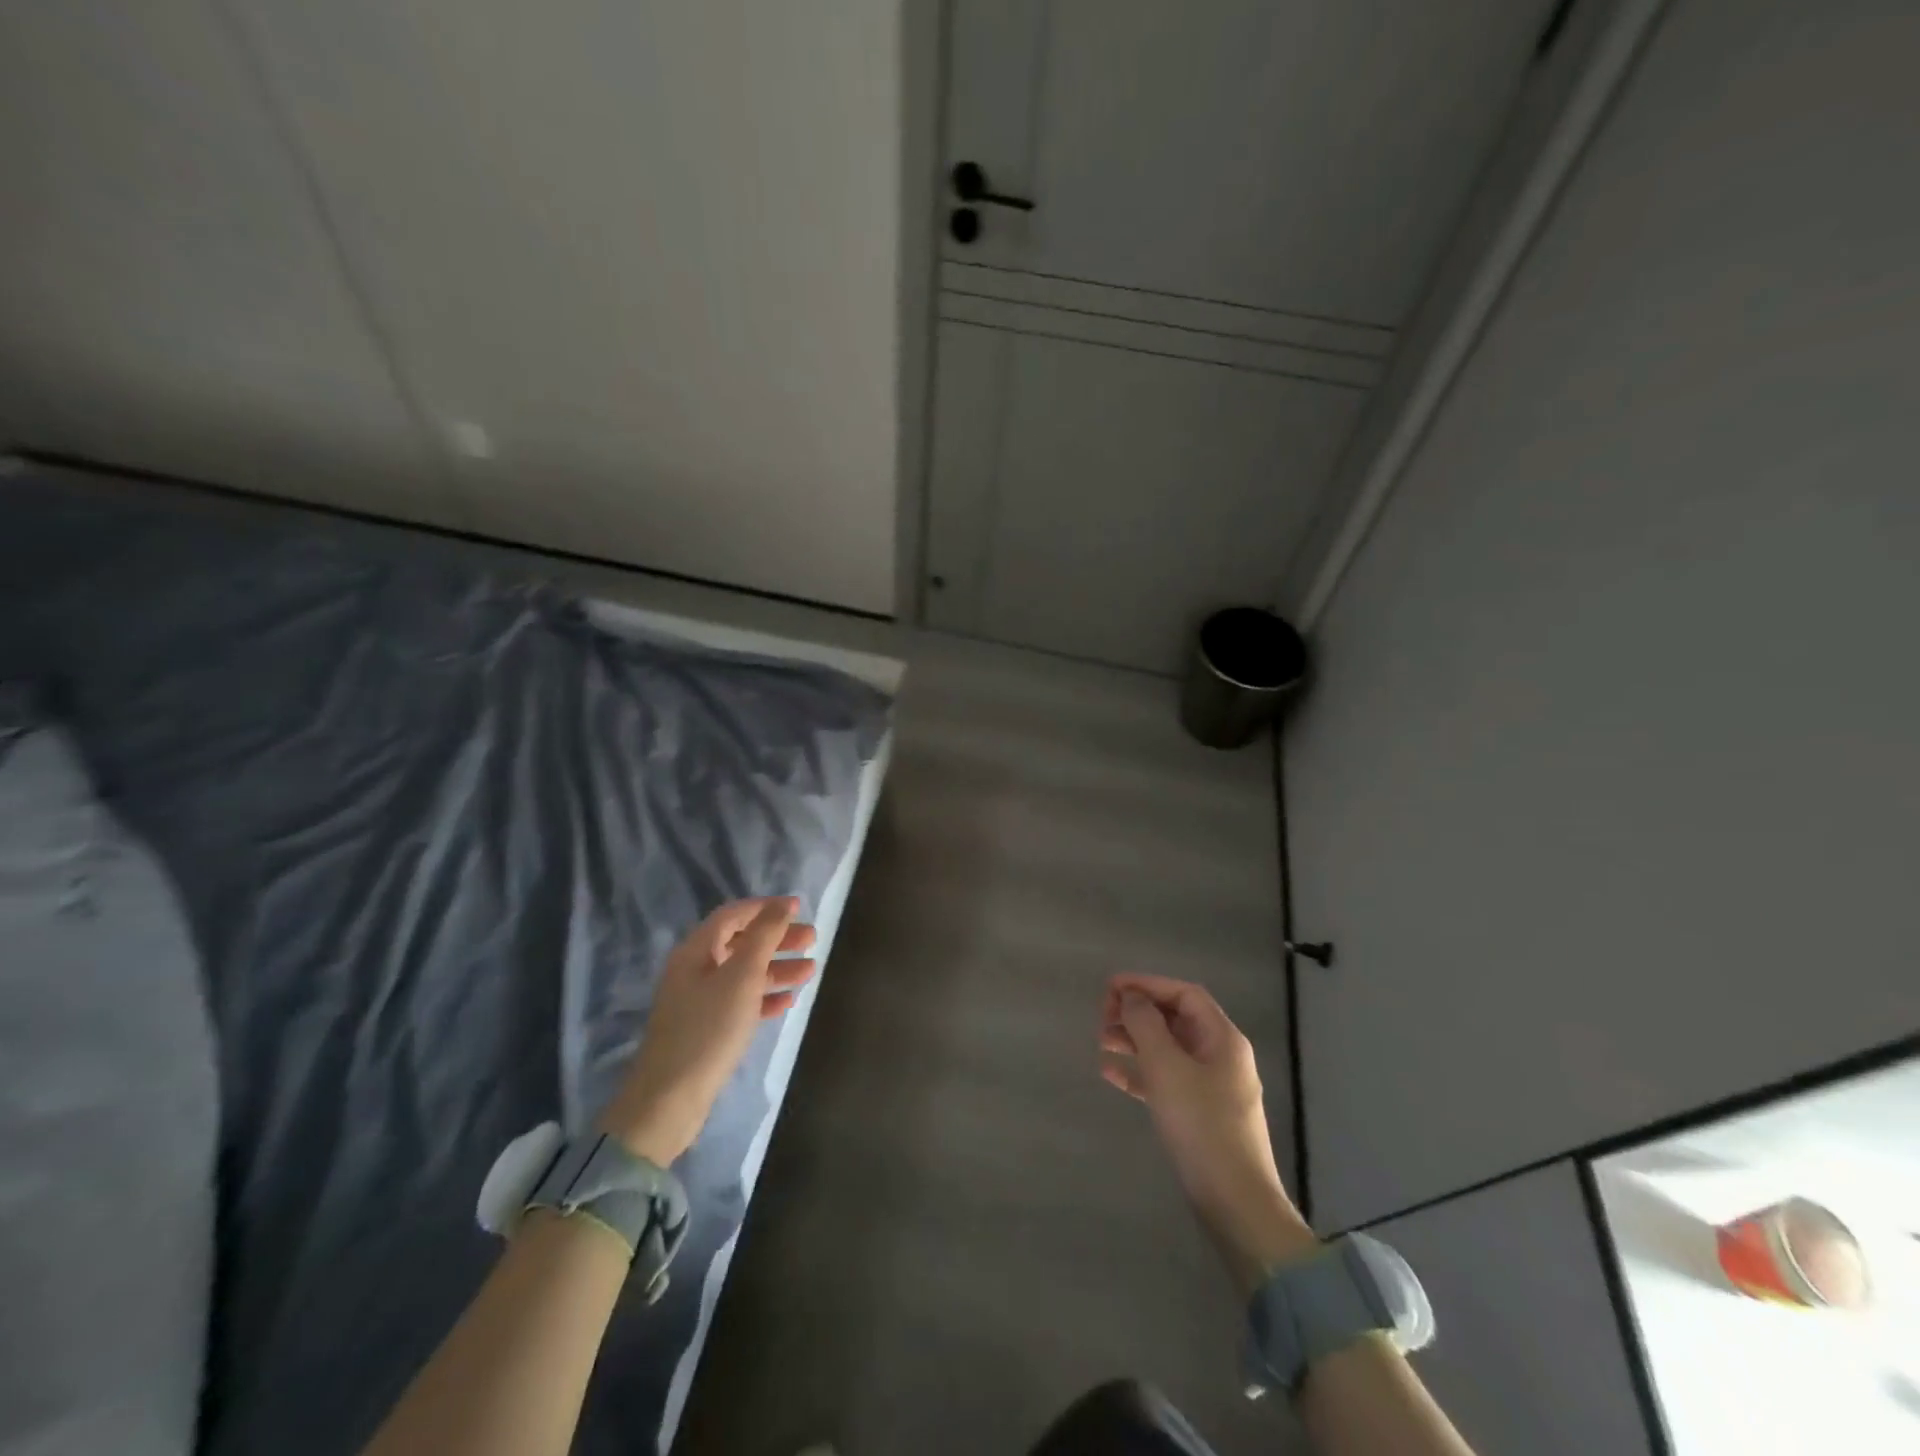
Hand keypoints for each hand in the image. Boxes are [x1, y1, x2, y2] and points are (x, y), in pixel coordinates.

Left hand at [599, 898, 815, 1166]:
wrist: (669, 1099)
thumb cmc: (708, 1029)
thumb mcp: (741, 977)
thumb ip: (764, 936)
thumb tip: (782, 905)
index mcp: (696, 951)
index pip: (733, 915)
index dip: (766, 908)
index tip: (799, 907)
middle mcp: (695, 970)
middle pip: (741, 942)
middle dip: (777, 938)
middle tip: (812, 940)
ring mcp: (699, 1001)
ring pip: (744, 974)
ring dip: (777, 968)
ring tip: (810, 971)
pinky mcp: (706, 1029)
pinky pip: (740, 1002)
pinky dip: (764, 997)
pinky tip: (788, 1001)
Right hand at [1100, 974, 1317, 1286]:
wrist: (1236, 1204)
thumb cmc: (1202, 1126)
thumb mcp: (1167, 1068)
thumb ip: (1145, 1024)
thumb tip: (1130, 997)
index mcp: (1222, 1038)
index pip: (1183, 994)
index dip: (1147, 984)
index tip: (1110, 988)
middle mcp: (1220, 1056)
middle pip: (1175, 1019)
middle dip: (1137, 1012)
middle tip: (1101, 1017)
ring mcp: (1212, 1087)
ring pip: (1167, 1049)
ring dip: (1134, 1040)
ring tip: (1100, 1041)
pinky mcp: (1200, 1115)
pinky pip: (1166, 1080)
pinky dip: (1139, 1072)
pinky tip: (1110, 1074)